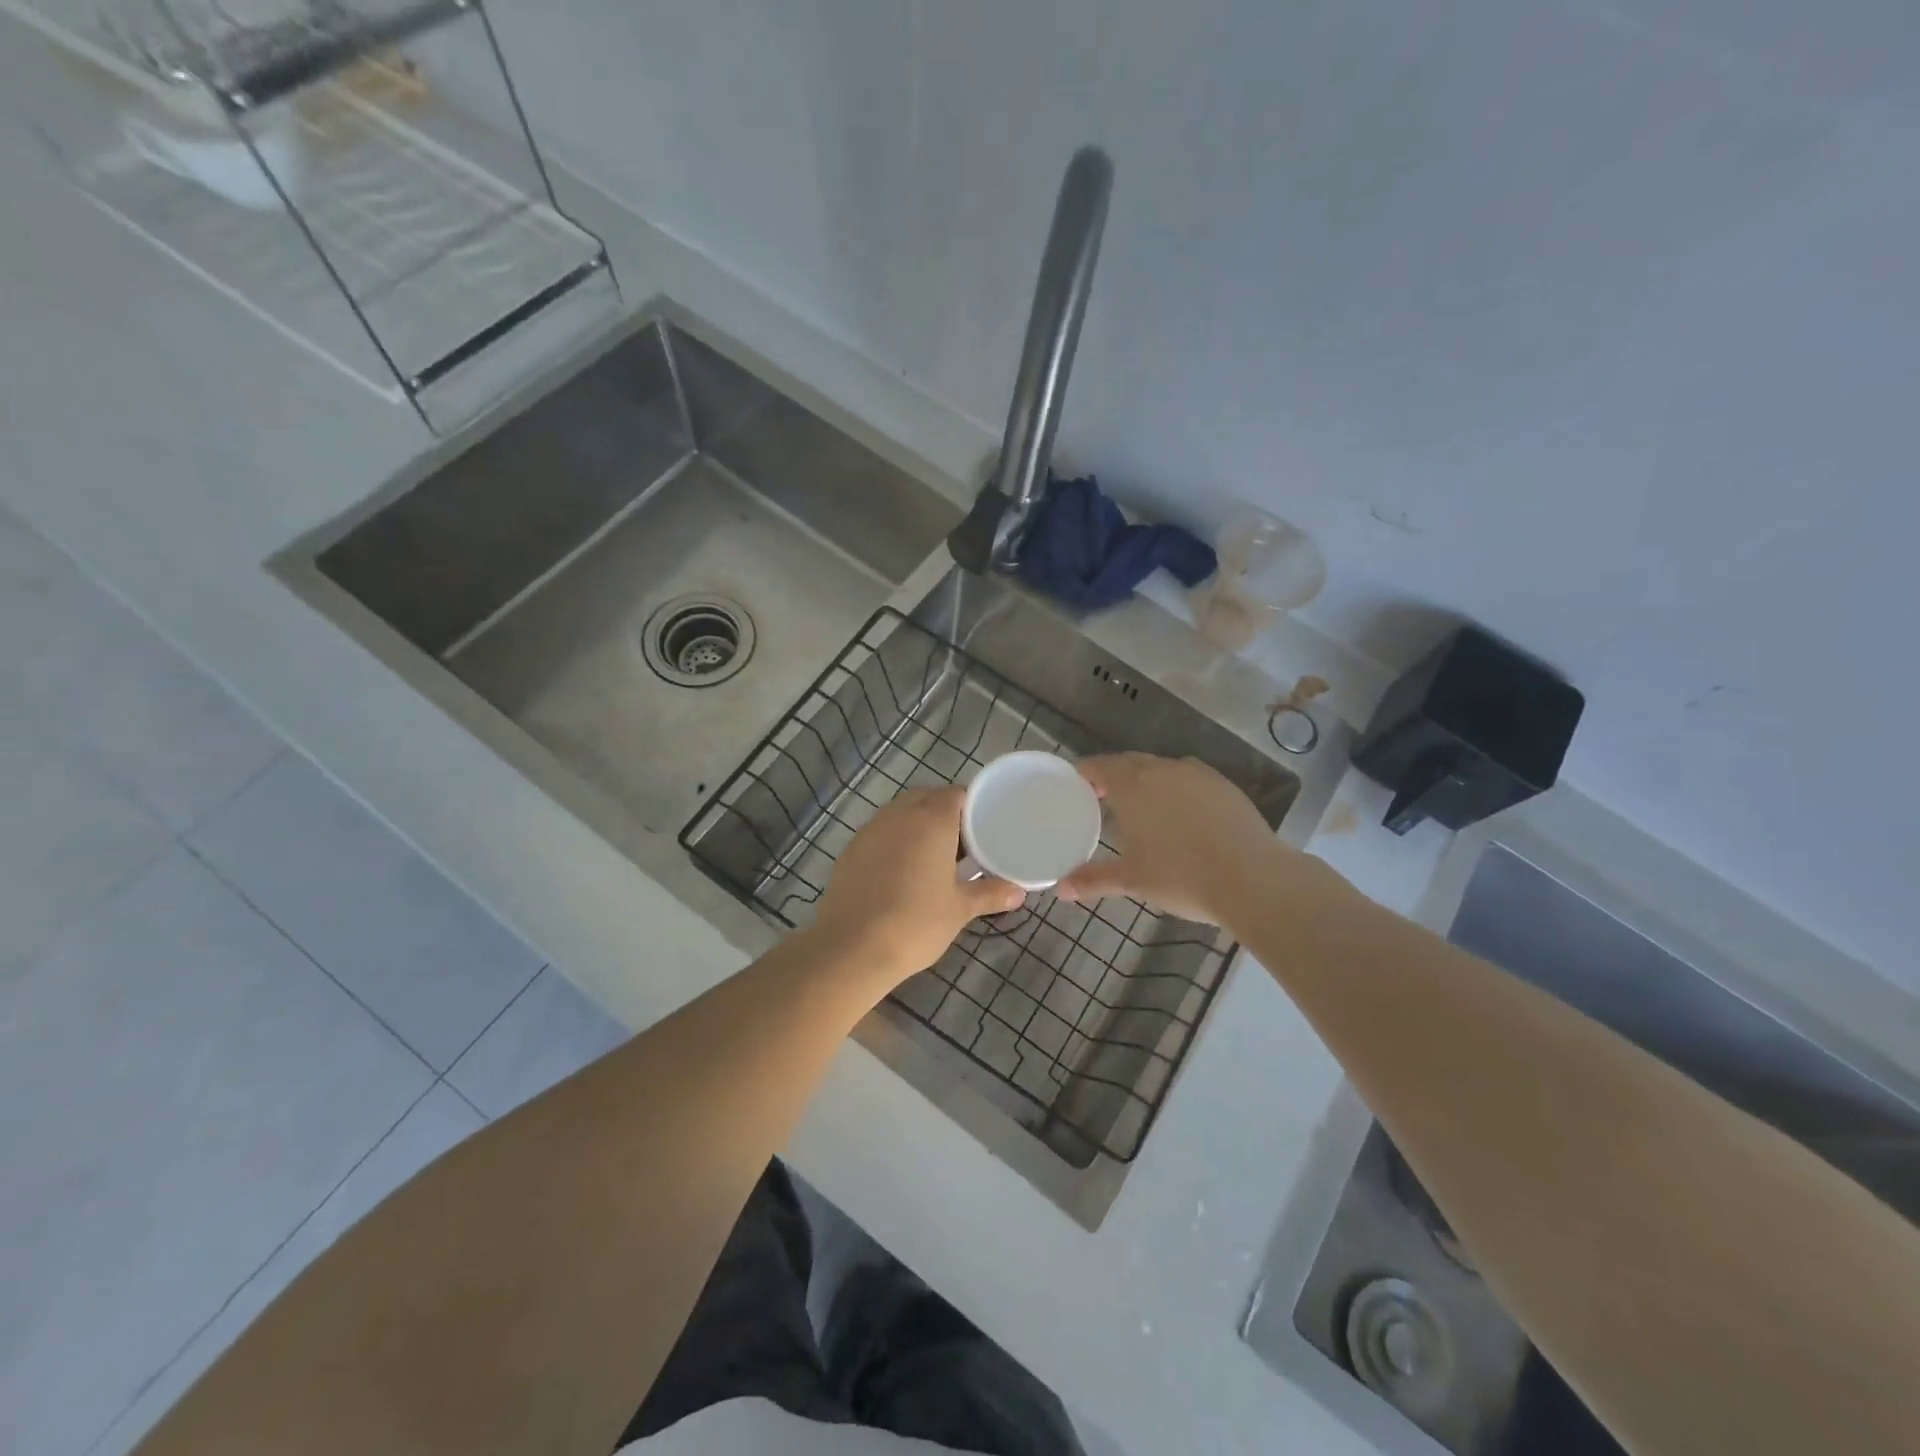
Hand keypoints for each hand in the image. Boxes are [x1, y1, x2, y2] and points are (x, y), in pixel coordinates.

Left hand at [811, 787, 1023, 989]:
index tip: (983, 829)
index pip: (956, 795)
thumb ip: (990, 894)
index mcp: (931, 820)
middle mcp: (899, 815)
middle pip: (926, 798)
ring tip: (932, 858)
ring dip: (917, 825)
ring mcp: (870, 830)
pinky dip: (894, 841)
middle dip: (943, 813)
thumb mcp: (959, 910)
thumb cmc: (916, 923)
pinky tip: (900, 872)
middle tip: (961, 845)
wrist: (852, 947)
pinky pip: (879, 832)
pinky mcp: (850, 849)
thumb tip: (1019, 892)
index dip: (971, 807)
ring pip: (900, 813)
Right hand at [1055, 753, 1290, 926]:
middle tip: (1103, 800)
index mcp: (1131, 786)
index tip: (1076, 788)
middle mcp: (1161, 769)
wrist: (1252, 878)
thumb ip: (1093, 880)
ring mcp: (1196, 774)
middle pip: (1128, 763)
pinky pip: (1189, 779)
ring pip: (1161, 768)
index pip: (1098, 766)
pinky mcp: (1224, 785)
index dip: (1083, 774)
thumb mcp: (1132, 880)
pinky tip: (1182, 815)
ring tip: (1142, 808)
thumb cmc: (1181, 877)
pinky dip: (1177, 789)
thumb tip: (1060, 890)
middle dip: (1113, 777)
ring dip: (1146, 781)